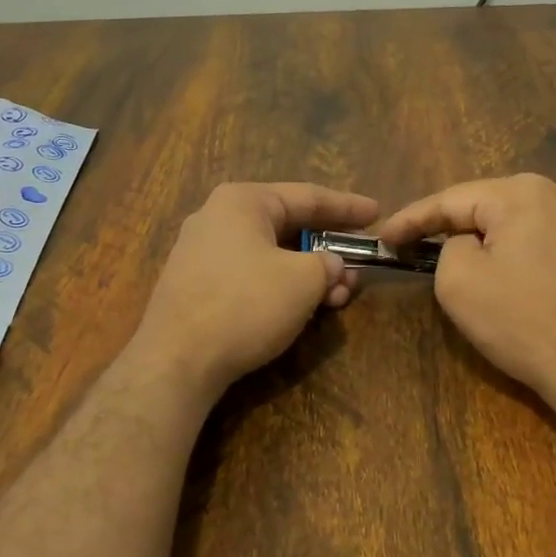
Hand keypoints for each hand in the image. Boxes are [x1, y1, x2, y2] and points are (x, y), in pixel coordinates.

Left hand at [134, 182, 378, 398]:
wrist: (177, 360)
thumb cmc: (246, 305)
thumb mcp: (303, 280)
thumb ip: (328, 264)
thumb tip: (330, 266)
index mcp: (243, 201)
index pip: (308, 196)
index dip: (348, 206)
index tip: (377, 213)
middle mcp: (218, 217)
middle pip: (288, 226)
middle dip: (329, 248)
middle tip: (359, 266)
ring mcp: (202, 252)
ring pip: (271, 254)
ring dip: (309, 273)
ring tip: (338, 298)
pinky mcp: (196, 286)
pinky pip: (251, 274)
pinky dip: (282, 286)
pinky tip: (303, 308)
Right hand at [380, 174, 555, 417]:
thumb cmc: (523, 321)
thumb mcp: (458, 281)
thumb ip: (447, 248)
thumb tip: (467, 246)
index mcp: (520, 192)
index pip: (449, 200)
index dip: (410, 220)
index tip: (383, 239)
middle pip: (485, 205)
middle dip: (448, 225)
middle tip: (412, 245)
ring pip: (513, 221)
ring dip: (482, 238)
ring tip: (450, 256)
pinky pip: (538, 239)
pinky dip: (512, 250)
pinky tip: (501, 270)